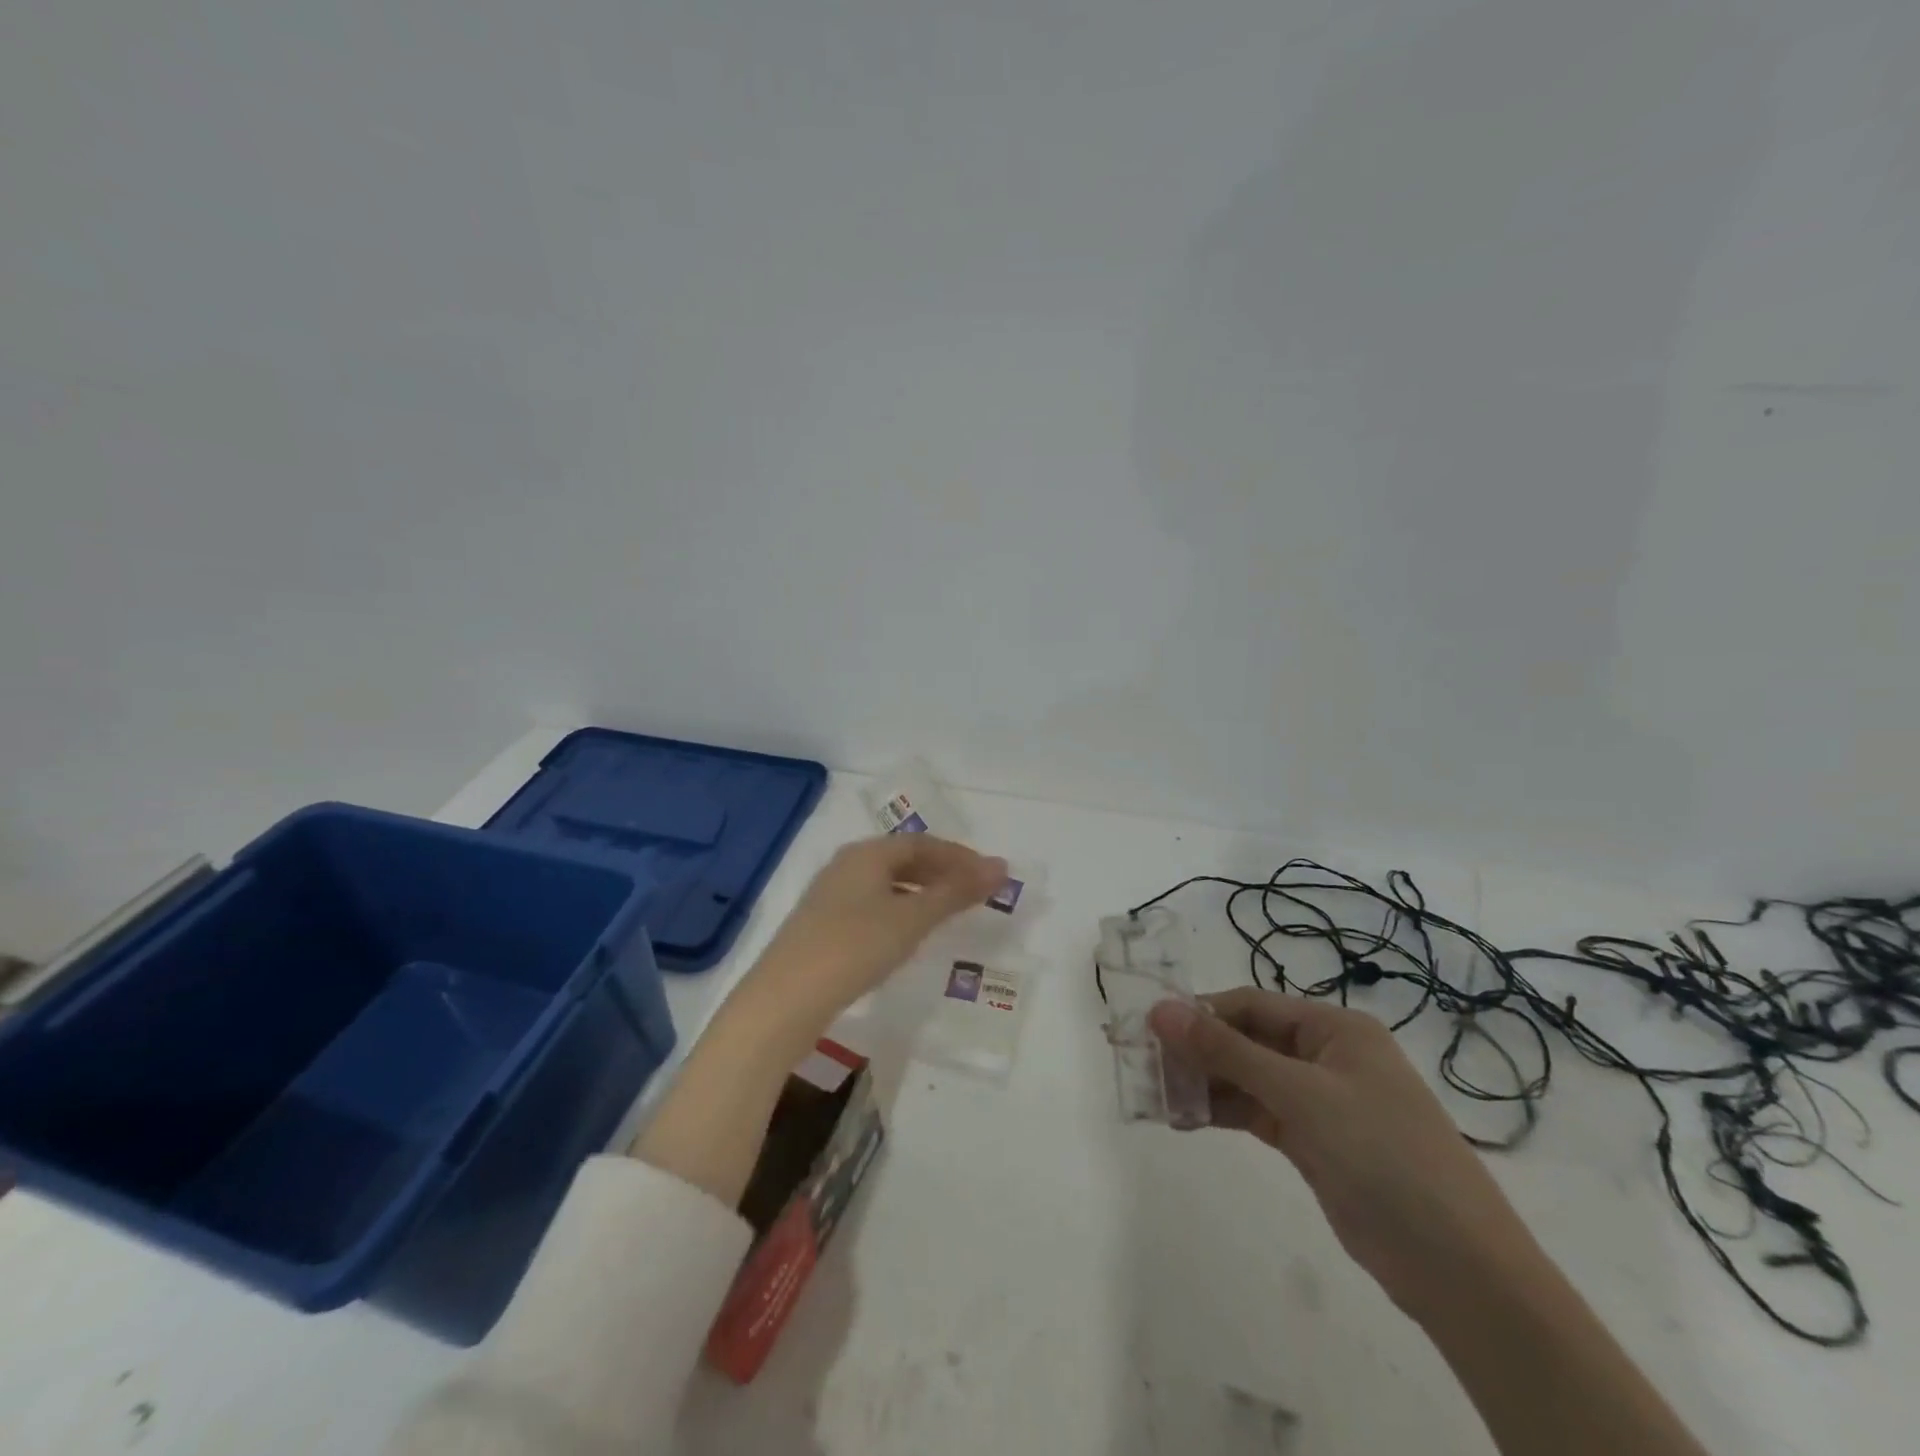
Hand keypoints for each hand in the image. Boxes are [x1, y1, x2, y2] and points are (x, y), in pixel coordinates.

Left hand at [747, 834, 1007, 1023]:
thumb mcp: (912, 919)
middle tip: (974, 892)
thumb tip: (1000, 867)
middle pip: (903, 859)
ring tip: (948, 912)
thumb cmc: (854, 947)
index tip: (990, 875)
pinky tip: (908, 934)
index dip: (959, 856)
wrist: (785, 998)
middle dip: (942, 872)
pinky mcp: (822, 925)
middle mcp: (846, 865)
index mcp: (867, 854)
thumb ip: (956, 892)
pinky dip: (900, 910)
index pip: (922, 843)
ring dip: (921, 892)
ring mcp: (830, 895)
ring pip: (886, 883)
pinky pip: (872, 905)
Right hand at [1150, 989, 1542, 1322]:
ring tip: (1156, 1096)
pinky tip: (1185, 1120)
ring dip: (1204, 1084)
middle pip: (1246, 1040)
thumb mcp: (1300, 1095)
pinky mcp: (1313, 1141)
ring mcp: (1320, 1101)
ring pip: (1247, 1078)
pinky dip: (1222, 1113)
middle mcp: (1325, 1056)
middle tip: (1144, 1066)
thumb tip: (1160, 1010)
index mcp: (1334, 1028)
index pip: (1251, 1004)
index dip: (1200, 1013)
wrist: (1458, 1268)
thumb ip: (1226, 1052)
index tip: (1149, 1028)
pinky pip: (1256, 1113)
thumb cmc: (1382, 1155)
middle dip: (1197, 1051)